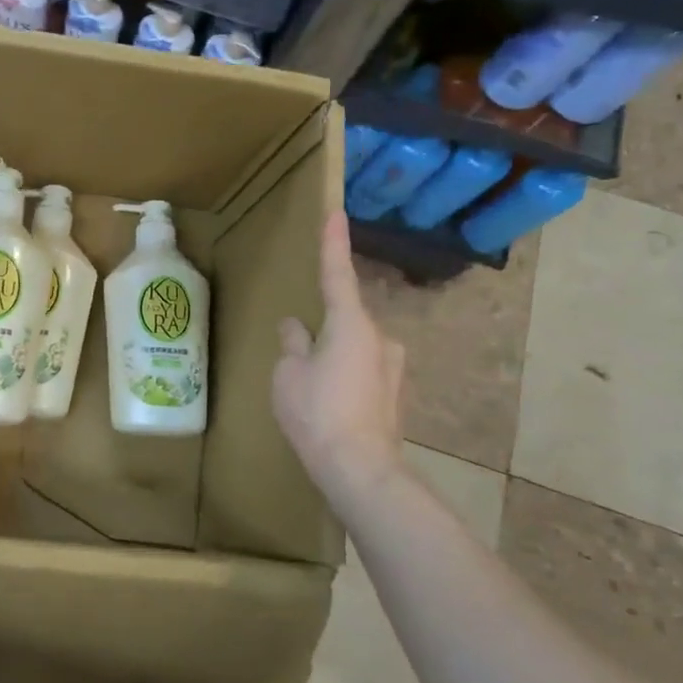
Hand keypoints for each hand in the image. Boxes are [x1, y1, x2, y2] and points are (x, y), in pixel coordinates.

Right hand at [272, 213, 406, 497]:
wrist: (360, 470)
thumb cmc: (317, 413)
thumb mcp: (288, 374)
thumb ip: (292, 344)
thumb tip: (295, 326)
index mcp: (350, 325)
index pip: (337, 274)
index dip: (333, 244)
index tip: (336, 212)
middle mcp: (379, 338)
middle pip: (343, 320)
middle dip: (321, 330)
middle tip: (296, 359)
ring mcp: (392, 368)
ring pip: (352, 348)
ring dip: (331, 358)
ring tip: (309, 392)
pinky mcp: (394, 394)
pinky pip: (361, 372)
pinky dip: (343, 379)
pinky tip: (328, 406)